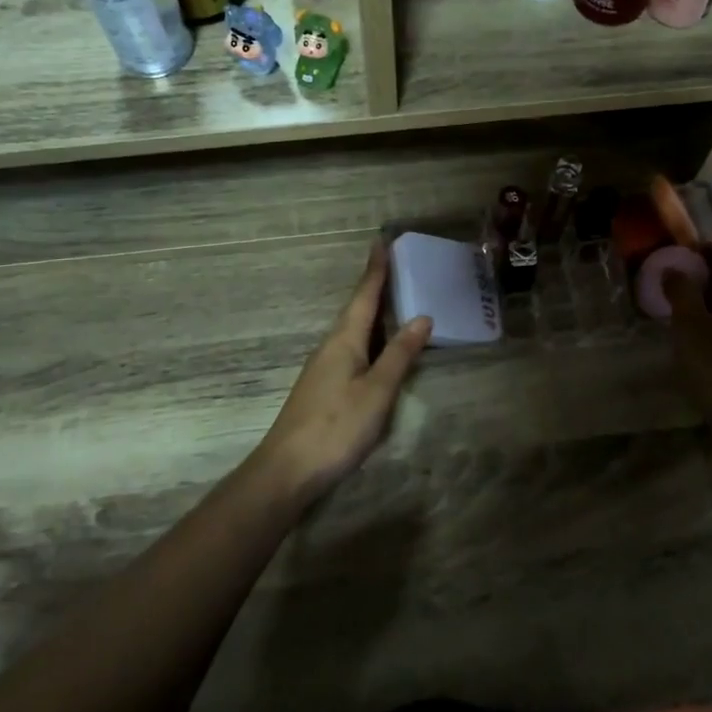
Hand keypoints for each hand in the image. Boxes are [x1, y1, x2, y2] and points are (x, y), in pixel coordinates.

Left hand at [256, 242, 432, 501]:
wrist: (288, 469)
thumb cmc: (337, 426)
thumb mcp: (377, 391)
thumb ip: (400, 354)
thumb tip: (422, 316)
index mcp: (344, 340)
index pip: (364, 296)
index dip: (375, 270)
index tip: (381, 241)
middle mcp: (331, 346)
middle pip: (357, 309)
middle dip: (375, 287)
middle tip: (395, 265)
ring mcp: (323, 368)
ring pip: (353, 330)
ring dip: (372, 312)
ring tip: (393, 300)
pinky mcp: (323, 388)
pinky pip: (351, 349)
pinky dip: (369, 338)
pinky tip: (378, 348)